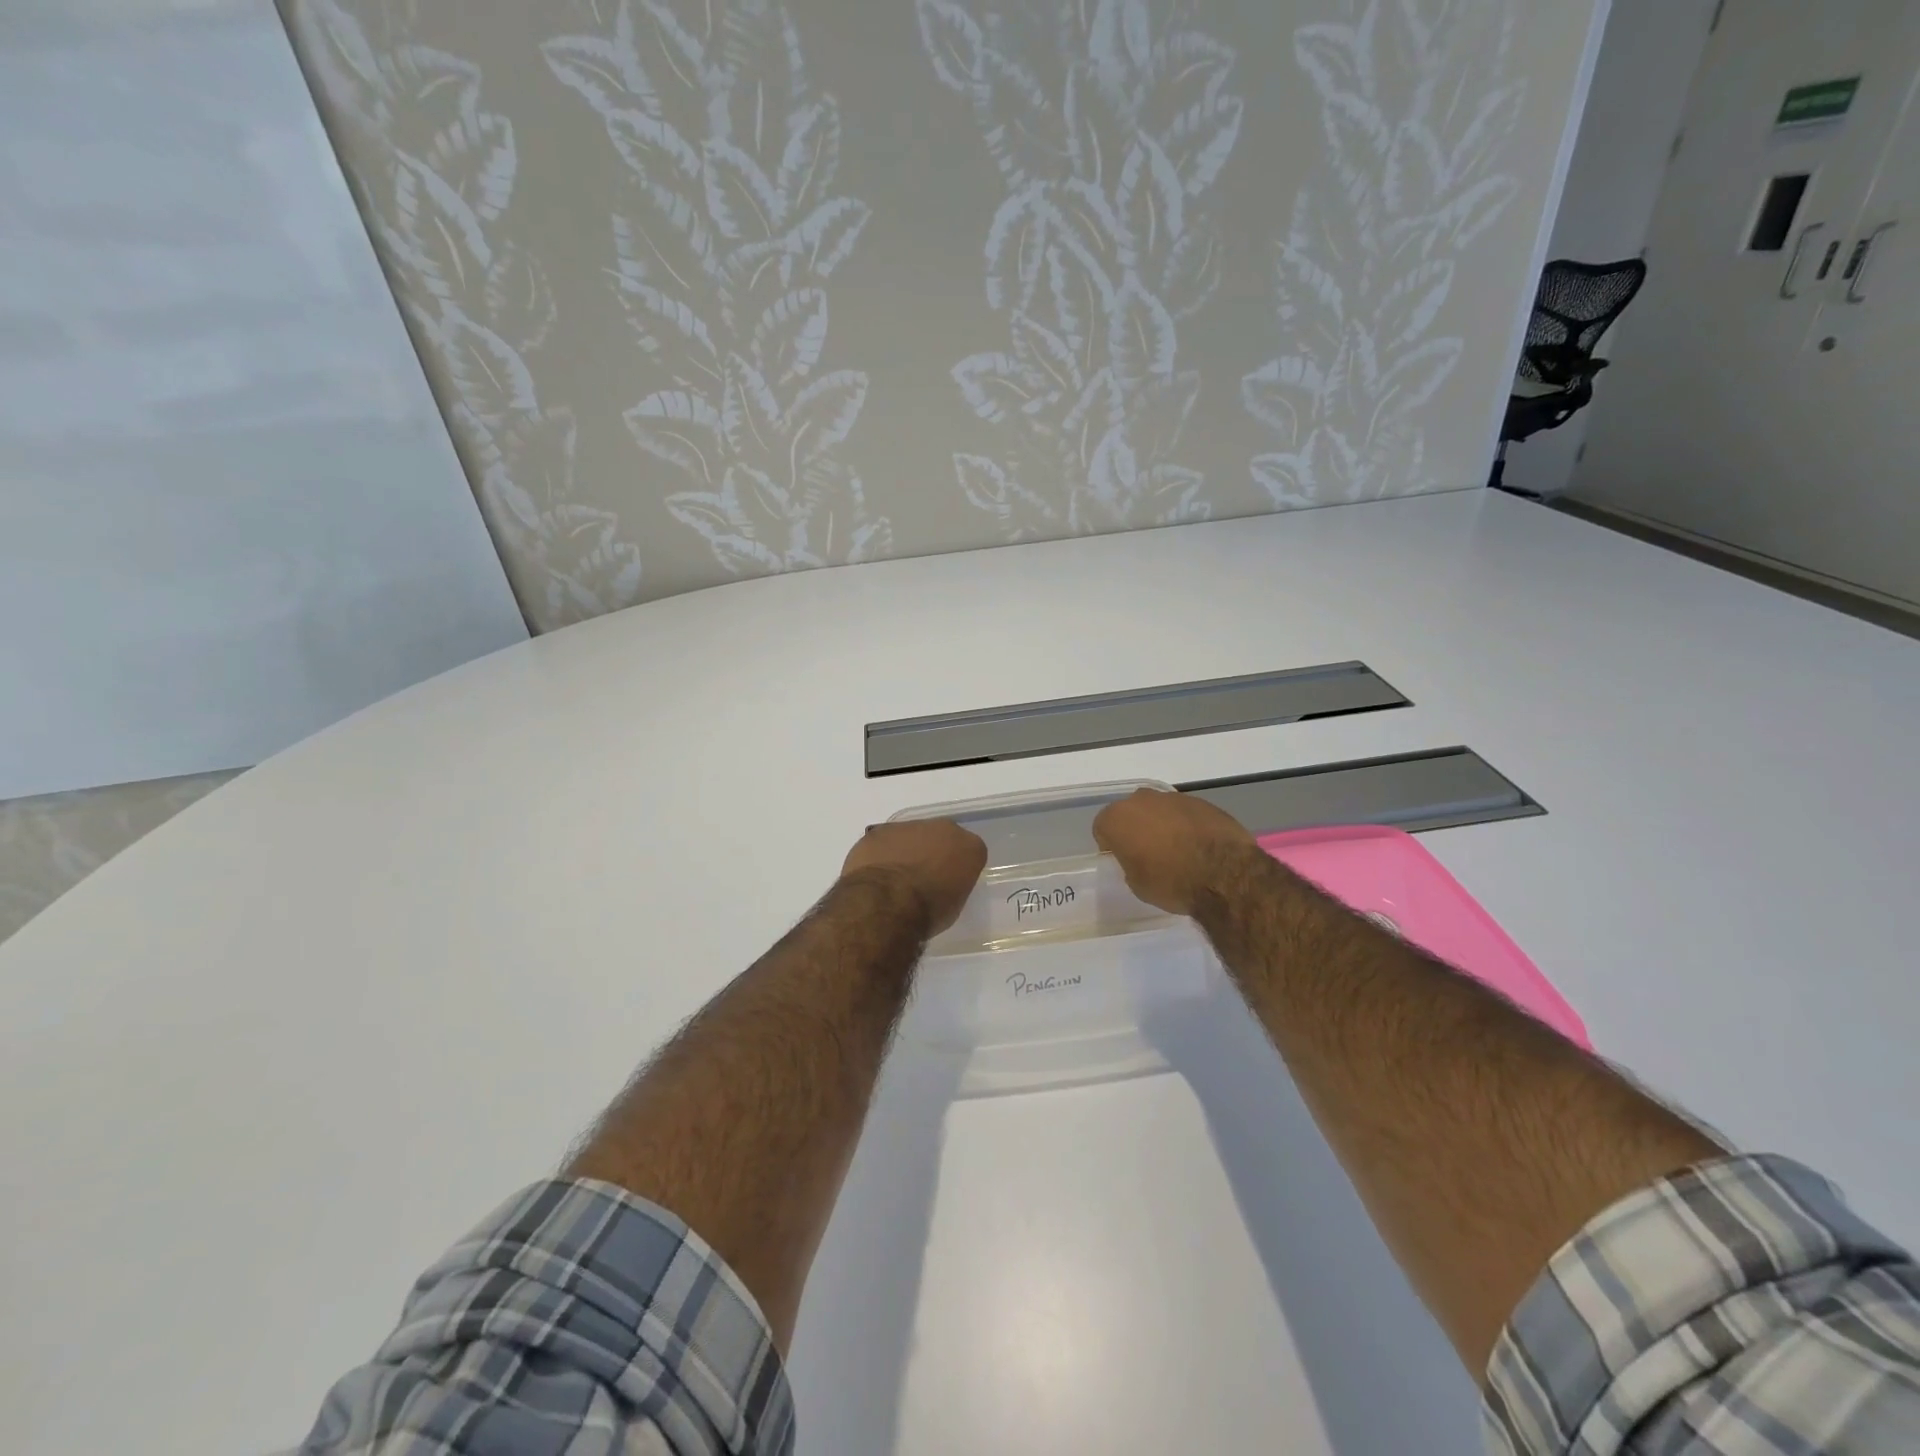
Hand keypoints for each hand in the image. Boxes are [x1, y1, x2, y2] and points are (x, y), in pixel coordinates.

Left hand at [840, 820, 987, 935]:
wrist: (887, 903)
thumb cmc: (929, 911)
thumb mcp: (954, 905)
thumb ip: (952, 884)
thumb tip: (941, 884)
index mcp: (969, 846)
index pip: (970, 852)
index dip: (959, 867)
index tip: (950, 883)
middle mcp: (943, 828)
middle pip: (941, 837)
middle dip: (933, 852)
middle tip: (923, 877)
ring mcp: (908, 826)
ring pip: (910, 836)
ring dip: (906, 851)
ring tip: (895, 879)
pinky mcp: (878, 831)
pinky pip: (883, 842)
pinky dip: (881, 854)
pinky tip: (875, 875)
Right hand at [1092, 788, 1258, 915]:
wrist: (1224, 874)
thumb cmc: (1171, 882)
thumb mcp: (1137, 884)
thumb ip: (1130, 863)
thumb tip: (1139, 858)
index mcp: (1117, 818)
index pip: (1102, 827)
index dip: (1111, 845)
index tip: (1122, 860)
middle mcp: (1141, 800)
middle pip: (1131, 812)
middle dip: (1136, 829)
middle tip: (1147, 853)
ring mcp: (1173, 797)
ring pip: (1159, 810)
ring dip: (1162, 825)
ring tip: (1178, 851)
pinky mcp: (1201, 802)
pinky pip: (1184, 813)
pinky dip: (1187, 825)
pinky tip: (1198, 846)